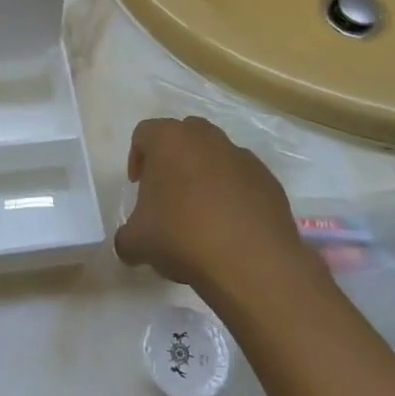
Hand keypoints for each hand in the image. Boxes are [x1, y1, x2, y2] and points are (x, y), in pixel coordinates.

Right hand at [114, 116, 308, 290]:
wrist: (252, 262)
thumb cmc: (182, 236)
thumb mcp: (136, 241)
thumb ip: (126, 236)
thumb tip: (128, 243)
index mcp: (169, 139)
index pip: (144, 134)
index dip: (137, 158)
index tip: (138, 186)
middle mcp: (206, 138)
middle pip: (183, 136)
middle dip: (173, 159)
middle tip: (168, 193)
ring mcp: (242, 156)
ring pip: (216, 155)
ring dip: (205, 175)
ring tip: (201, 213)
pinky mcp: (268, 180)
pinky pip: (243, 179)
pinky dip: (234, 194)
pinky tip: (230, 226)